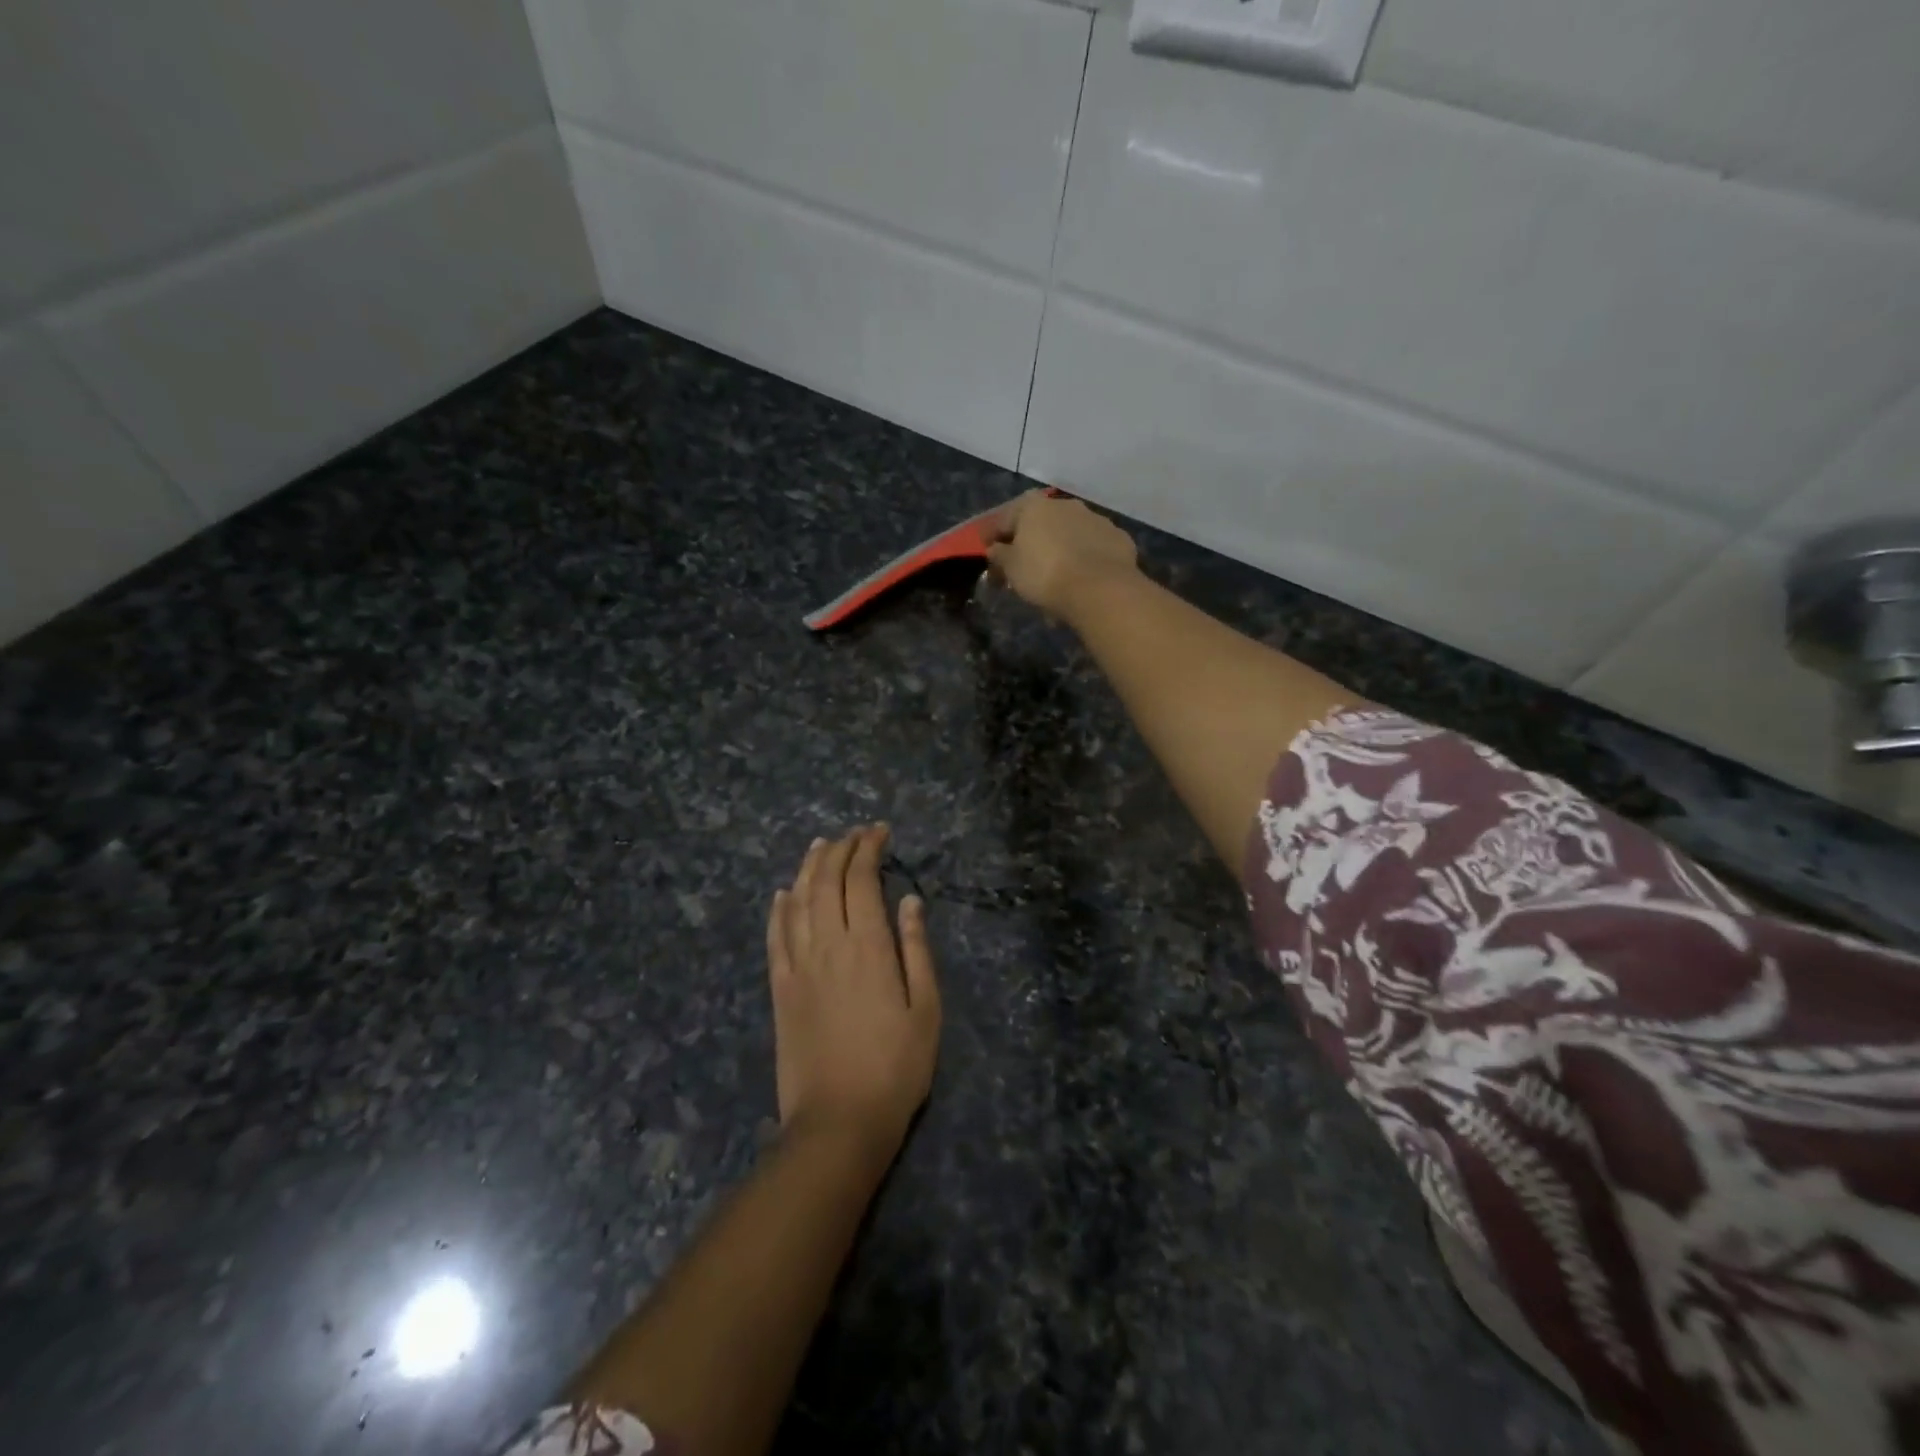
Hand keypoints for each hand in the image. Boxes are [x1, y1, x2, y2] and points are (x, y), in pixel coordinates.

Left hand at [767, 826, 940, 1157]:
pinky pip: (775, 936)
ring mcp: (798, 965)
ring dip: (809, 867)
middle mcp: (828, 945)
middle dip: (840, 849)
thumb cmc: (895, 1068)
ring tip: (820, 846)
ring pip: (798, 901)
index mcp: (868, 946)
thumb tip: (911, 901)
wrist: (838, 1121)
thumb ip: (917, 949)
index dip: (868, 848)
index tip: (880, 831)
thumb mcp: (926, 1009)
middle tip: (855, 834)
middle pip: (826, 881)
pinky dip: (779, 908)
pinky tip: (784, 893)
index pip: (861, 879)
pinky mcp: (780, 989)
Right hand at [986, 490, 1138, 619]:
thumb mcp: (1010, 568)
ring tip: (1055, 578)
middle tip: (1022, 567)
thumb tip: (996, 550)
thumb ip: (999, 555)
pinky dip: (1085, 559)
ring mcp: (1096, 519)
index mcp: (1033, 506)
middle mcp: (1065, 504)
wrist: (1100, 589)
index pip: (1004, 518)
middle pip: (1039, 523)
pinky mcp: (1118, 538)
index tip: (986, 553)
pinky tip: (1082, 580)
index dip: (992, 536)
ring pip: (1069, 534)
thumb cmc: (1044, 574)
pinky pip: (1093, 548)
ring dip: (1059, 549)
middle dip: (1029, 542)